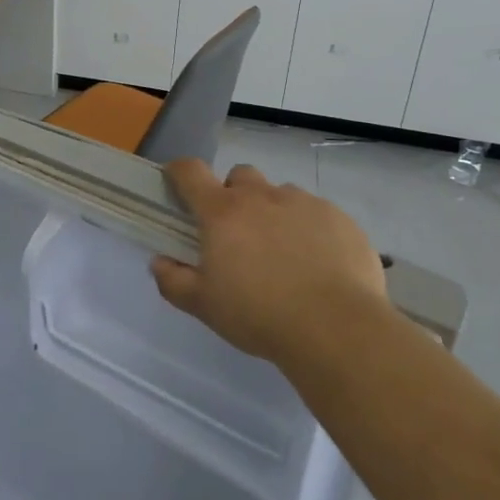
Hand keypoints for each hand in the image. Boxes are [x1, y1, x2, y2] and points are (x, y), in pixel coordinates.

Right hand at [151, 161, 387, 367]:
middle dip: (233, 195)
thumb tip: (159, 262)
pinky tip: (318, 265)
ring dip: (274, 213)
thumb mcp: (204, 306)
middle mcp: (262, 196)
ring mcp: (304, 204)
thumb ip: (173, 281)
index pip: (191, 172)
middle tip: (237, 232)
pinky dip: (311, 230)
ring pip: (281, 194)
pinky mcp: (340, 219)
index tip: (175, 181)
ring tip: (283, 253)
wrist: (336, 328)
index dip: (179, 171)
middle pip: (240, 176)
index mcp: (223, 212)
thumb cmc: (259, 315)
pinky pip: (318, 214)